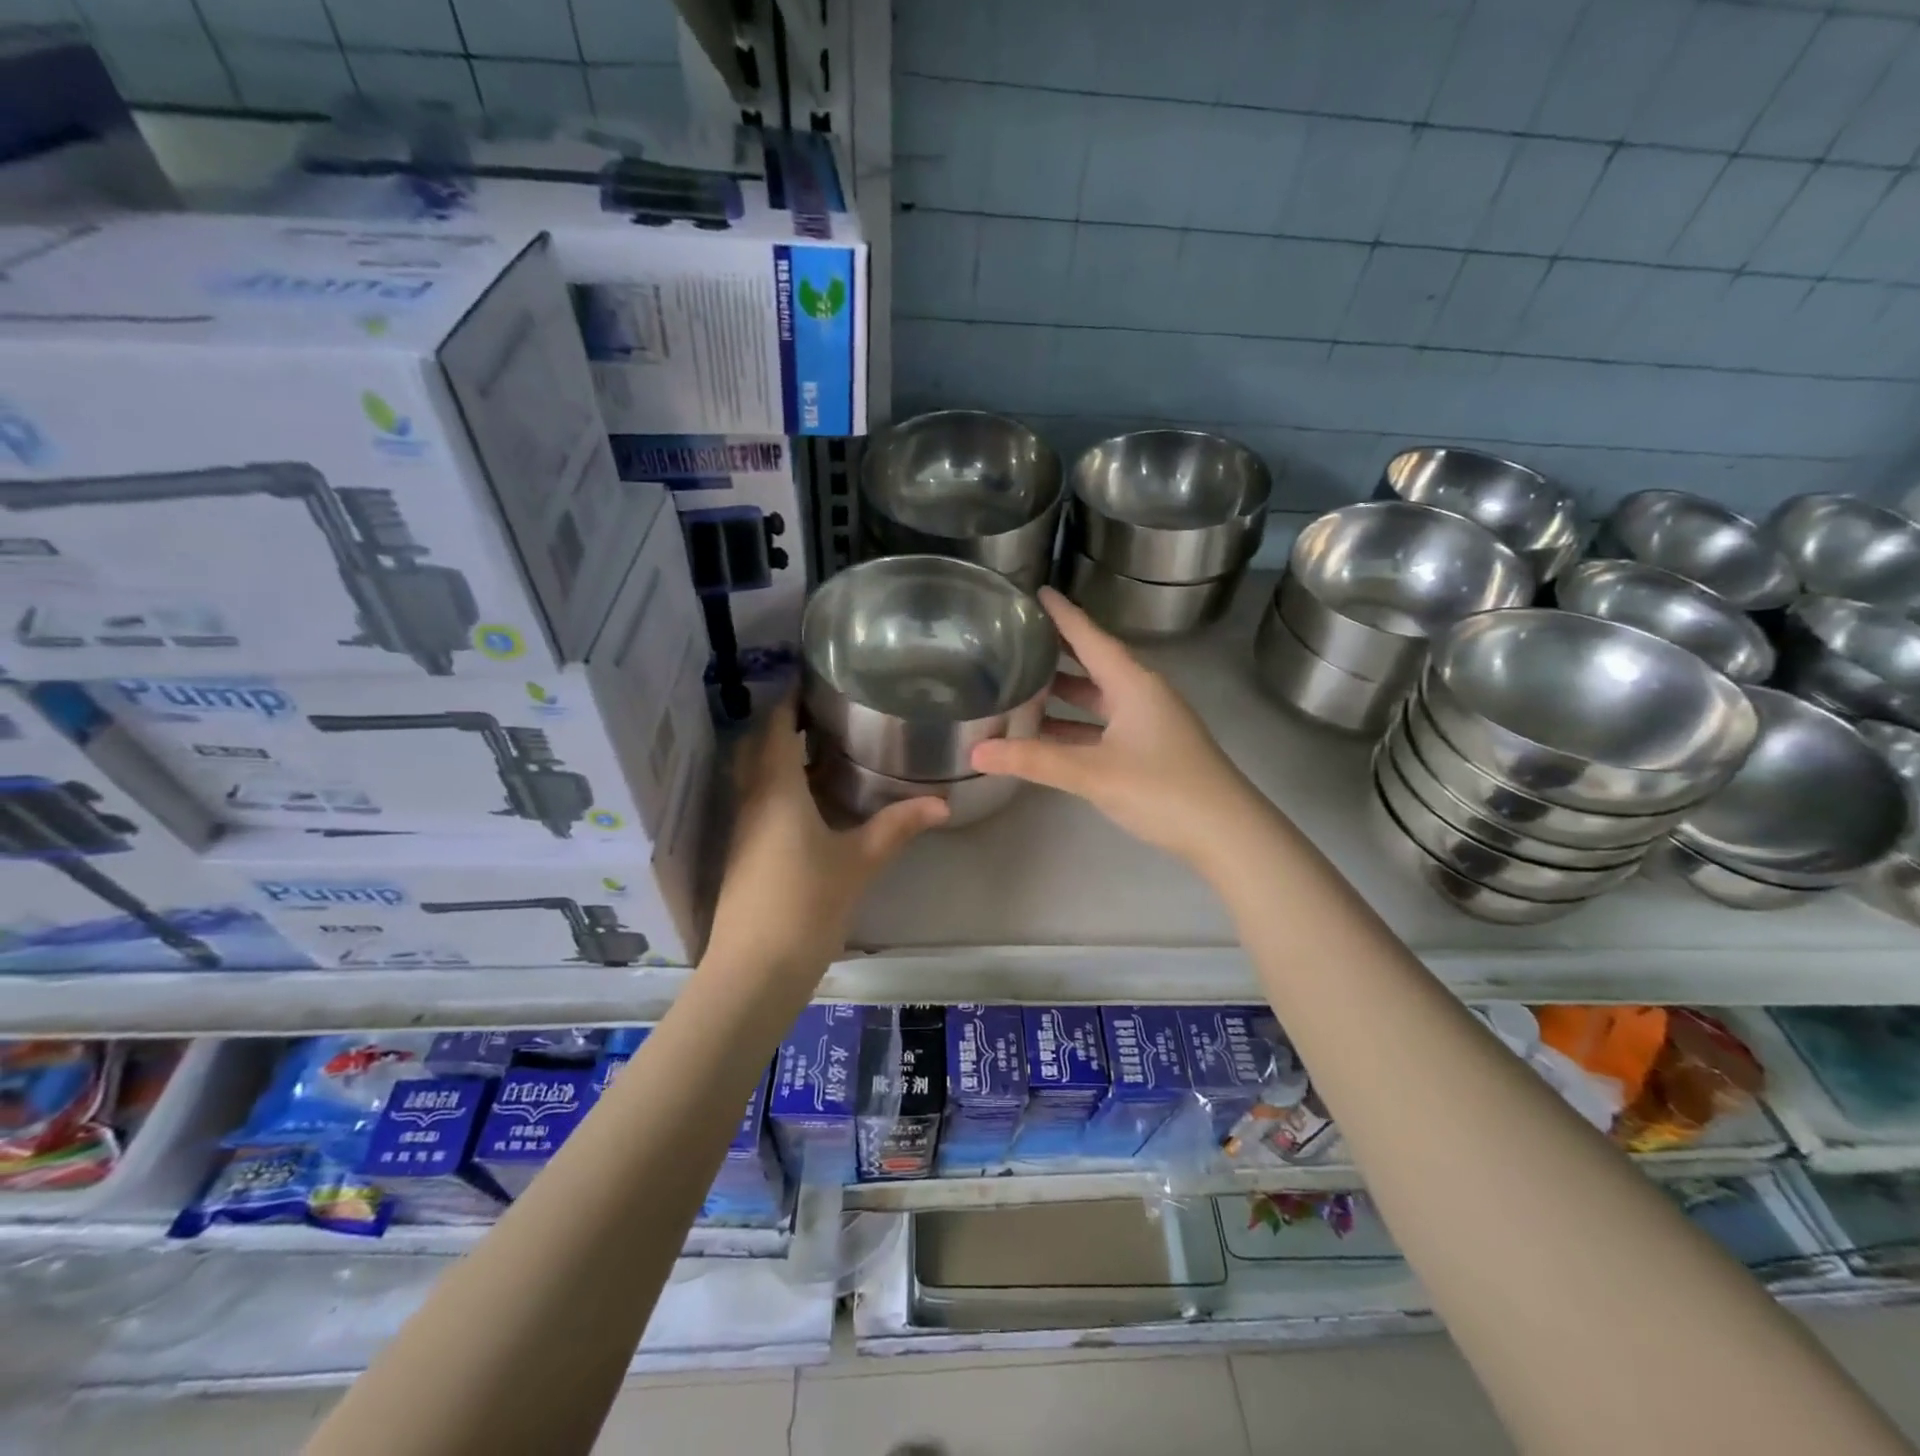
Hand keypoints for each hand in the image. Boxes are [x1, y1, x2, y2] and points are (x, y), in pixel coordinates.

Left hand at [703, 698, 946, 978]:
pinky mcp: (743, 853)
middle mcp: (752, 801)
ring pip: (756, 776)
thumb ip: (897, 827)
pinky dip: (780, 786)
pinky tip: (811, 800)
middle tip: (824, 711)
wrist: (755, 970)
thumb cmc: (807, 904)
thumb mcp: (859, 861)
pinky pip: (758, 802)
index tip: (812, 680)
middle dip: (784, 724)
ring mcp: (742, 829)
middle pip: (759, 747)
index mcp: (776, 790)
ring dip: (781, 756)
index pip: (775, 727)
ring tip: (822, 747)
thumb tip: (942, 803)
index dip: (788, 700)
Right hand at [970, 588, 1262, 868]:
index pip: (1089, 636)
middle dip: (1057, 652)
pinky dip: (1076, 726)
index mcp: (1132, 683)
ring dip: (1064, 694)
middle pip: (1093, 663)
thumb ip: (1034, 760)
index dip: (1062, 614)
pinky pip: (1103, 725)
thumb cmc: (1162, 788)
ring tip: (1021, 686)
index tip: (1036, 591)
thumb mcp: (1092, 772)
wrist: (1227, 833)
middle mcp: (1141, 694)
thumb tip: (976, 752)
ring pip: (1097, 698)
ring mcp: (1148, 723)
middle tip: (1017, 639)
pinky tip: (1048, 736)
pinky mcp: (1150, 749)